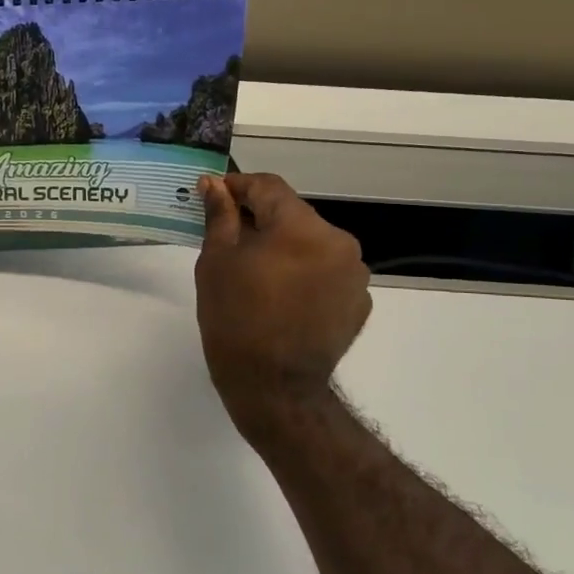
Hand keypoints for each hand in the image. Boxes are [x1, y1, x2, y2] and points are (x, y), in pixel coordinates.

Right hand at [195, 172, 370, 425]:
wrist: (274, 388)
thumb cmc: (235, 319)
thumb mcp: (216, 262)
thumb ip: (220, 216)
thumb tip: (214, 185)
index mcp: (301, 227)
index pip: (268, 187)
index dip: (238, 186)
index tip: (215, 195)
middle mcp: (338, 242)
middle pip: (293, 214)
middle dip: (261, 220)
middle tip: (229, 239)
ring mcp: (354, 274)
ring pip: (311, 243)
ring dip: (285, 247)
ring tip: (257, 273)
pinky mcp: (359, 302)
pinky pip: (327, 272)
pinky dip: (304, 273)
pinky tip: (282, 297)